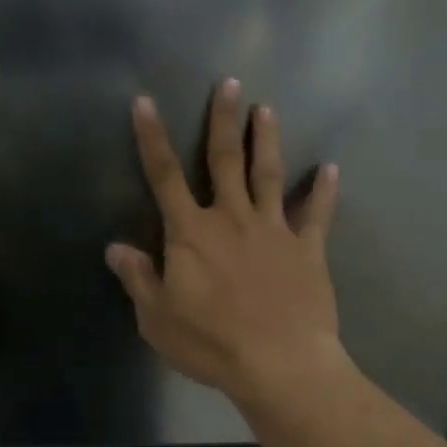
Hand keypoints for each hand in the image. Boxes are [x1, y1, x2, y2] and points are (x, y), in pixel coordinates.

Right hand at [106, 79, 345, 407]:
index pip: (164, 176)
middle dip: (223, 120)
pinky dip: (324, 191)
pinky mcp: (307, 250)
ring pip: (268, 175)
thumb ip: (138, 278)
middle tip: (230, 83)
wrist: (278, 363)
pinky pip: (317, 214)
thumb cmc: (211, 343)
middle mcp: (232, 219)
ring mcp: (274, 231)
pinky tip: (330, 169)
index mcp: (191, 234)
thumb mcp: (157, 318)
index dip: (152, 138)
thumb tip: (115, 248)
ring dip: (267, 140)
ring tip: (268, 110)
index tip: (146, 102)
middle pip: (225, 160)